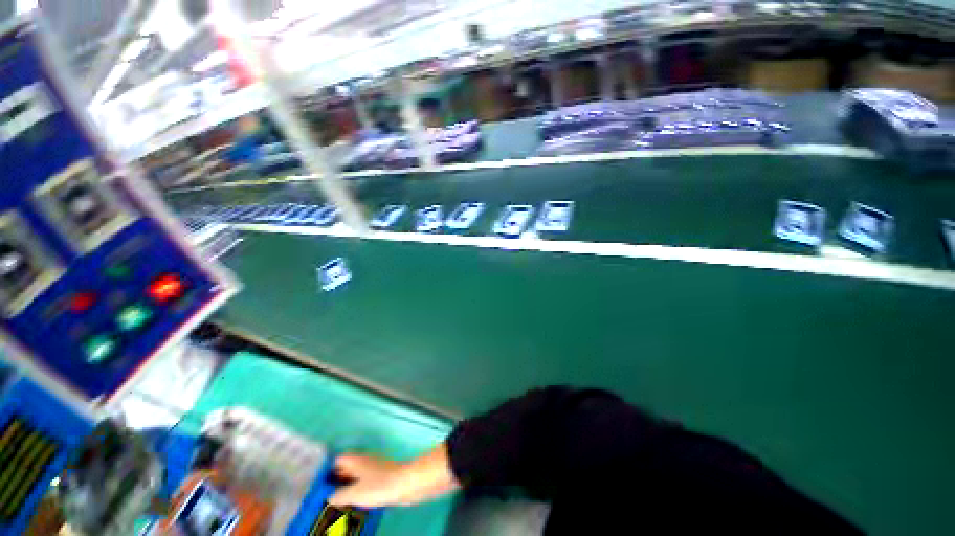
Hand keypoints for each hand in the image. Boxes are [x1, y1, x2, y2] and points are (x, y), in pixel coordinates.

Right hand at [328, 454, 407, 508]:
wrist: (405, 484)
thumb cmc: (379, 485)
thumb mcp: (354, 493)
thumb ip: (338, 495)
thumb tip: (329, 496)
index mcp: (356, 460)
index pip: (337, 460)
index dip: (326, 471)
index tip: (317, 485)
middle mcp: (364, 461)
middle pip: (346, 468)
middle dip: (335, 480)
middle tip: (323, 497)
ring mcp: (374, 468)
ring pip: (355, 476)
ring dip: (346, 487)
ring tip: (336, 504)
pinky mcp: (382, 476)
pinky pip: (365, 482)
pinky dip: (358, 490)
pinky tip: (355, 504)